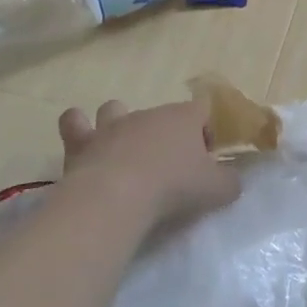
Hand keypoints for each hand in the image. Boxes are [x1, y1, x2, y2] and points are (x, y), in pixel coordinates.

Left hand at [58, 99, 238, 229]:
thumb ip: (229, 182)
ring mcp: (113, 126)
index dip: (206, 130)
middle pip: (162, 113)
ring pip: (115, 108)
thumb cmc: (173, 187)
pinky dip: (78, 129)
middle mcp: (148, 114)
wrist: (116, 197)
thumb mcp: (216, 189)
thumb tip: (231, 181)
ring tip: (123, 148)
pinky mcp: (82, 143)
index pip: (202, 110)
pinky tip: (83, 144)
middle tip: (169, 166)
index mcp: (183, 117)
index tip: (205, 158)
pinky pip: (74, 123)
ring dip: (118, 122)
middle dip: (166, 133)